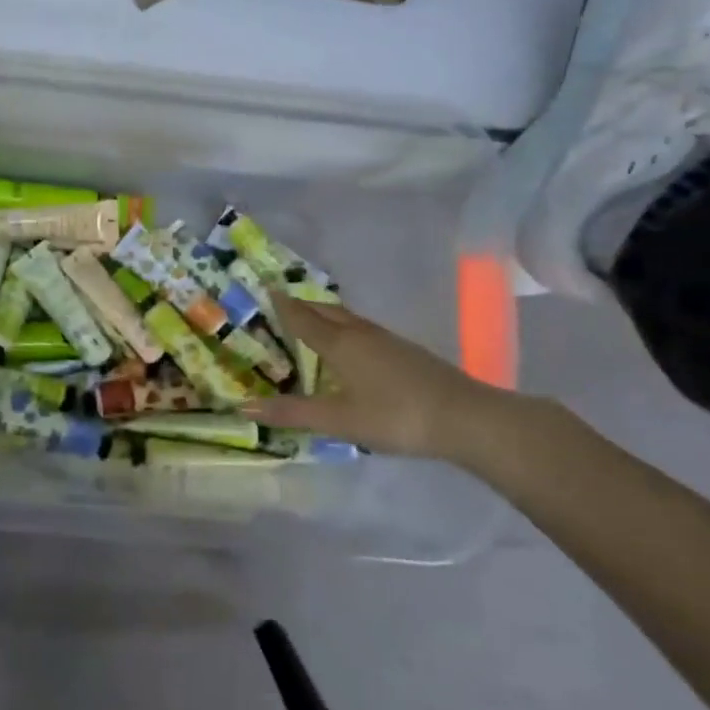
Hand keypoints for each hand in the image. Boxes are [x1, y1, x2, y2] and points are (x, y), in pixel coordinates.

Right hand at [241, 295, 512, 463]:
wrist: (464, 418)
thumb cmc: (395, 416)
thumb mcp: (339, 420)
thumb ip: (293, 413)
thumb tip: (245, 406)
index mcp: (341, 345)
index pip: (304, 319)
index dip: (283, 306)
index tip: (267, 289)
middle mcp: (361, 334)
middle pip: (327, 312)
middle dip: (303, 306)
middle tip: (283, 303)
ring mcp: (388, 341)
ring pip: (348, 320)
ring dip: (326, 316)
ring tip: (312, 320)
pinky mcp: (406, 352)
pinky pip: (364, 331)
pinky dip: (346, 329)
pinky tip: (352, 347)